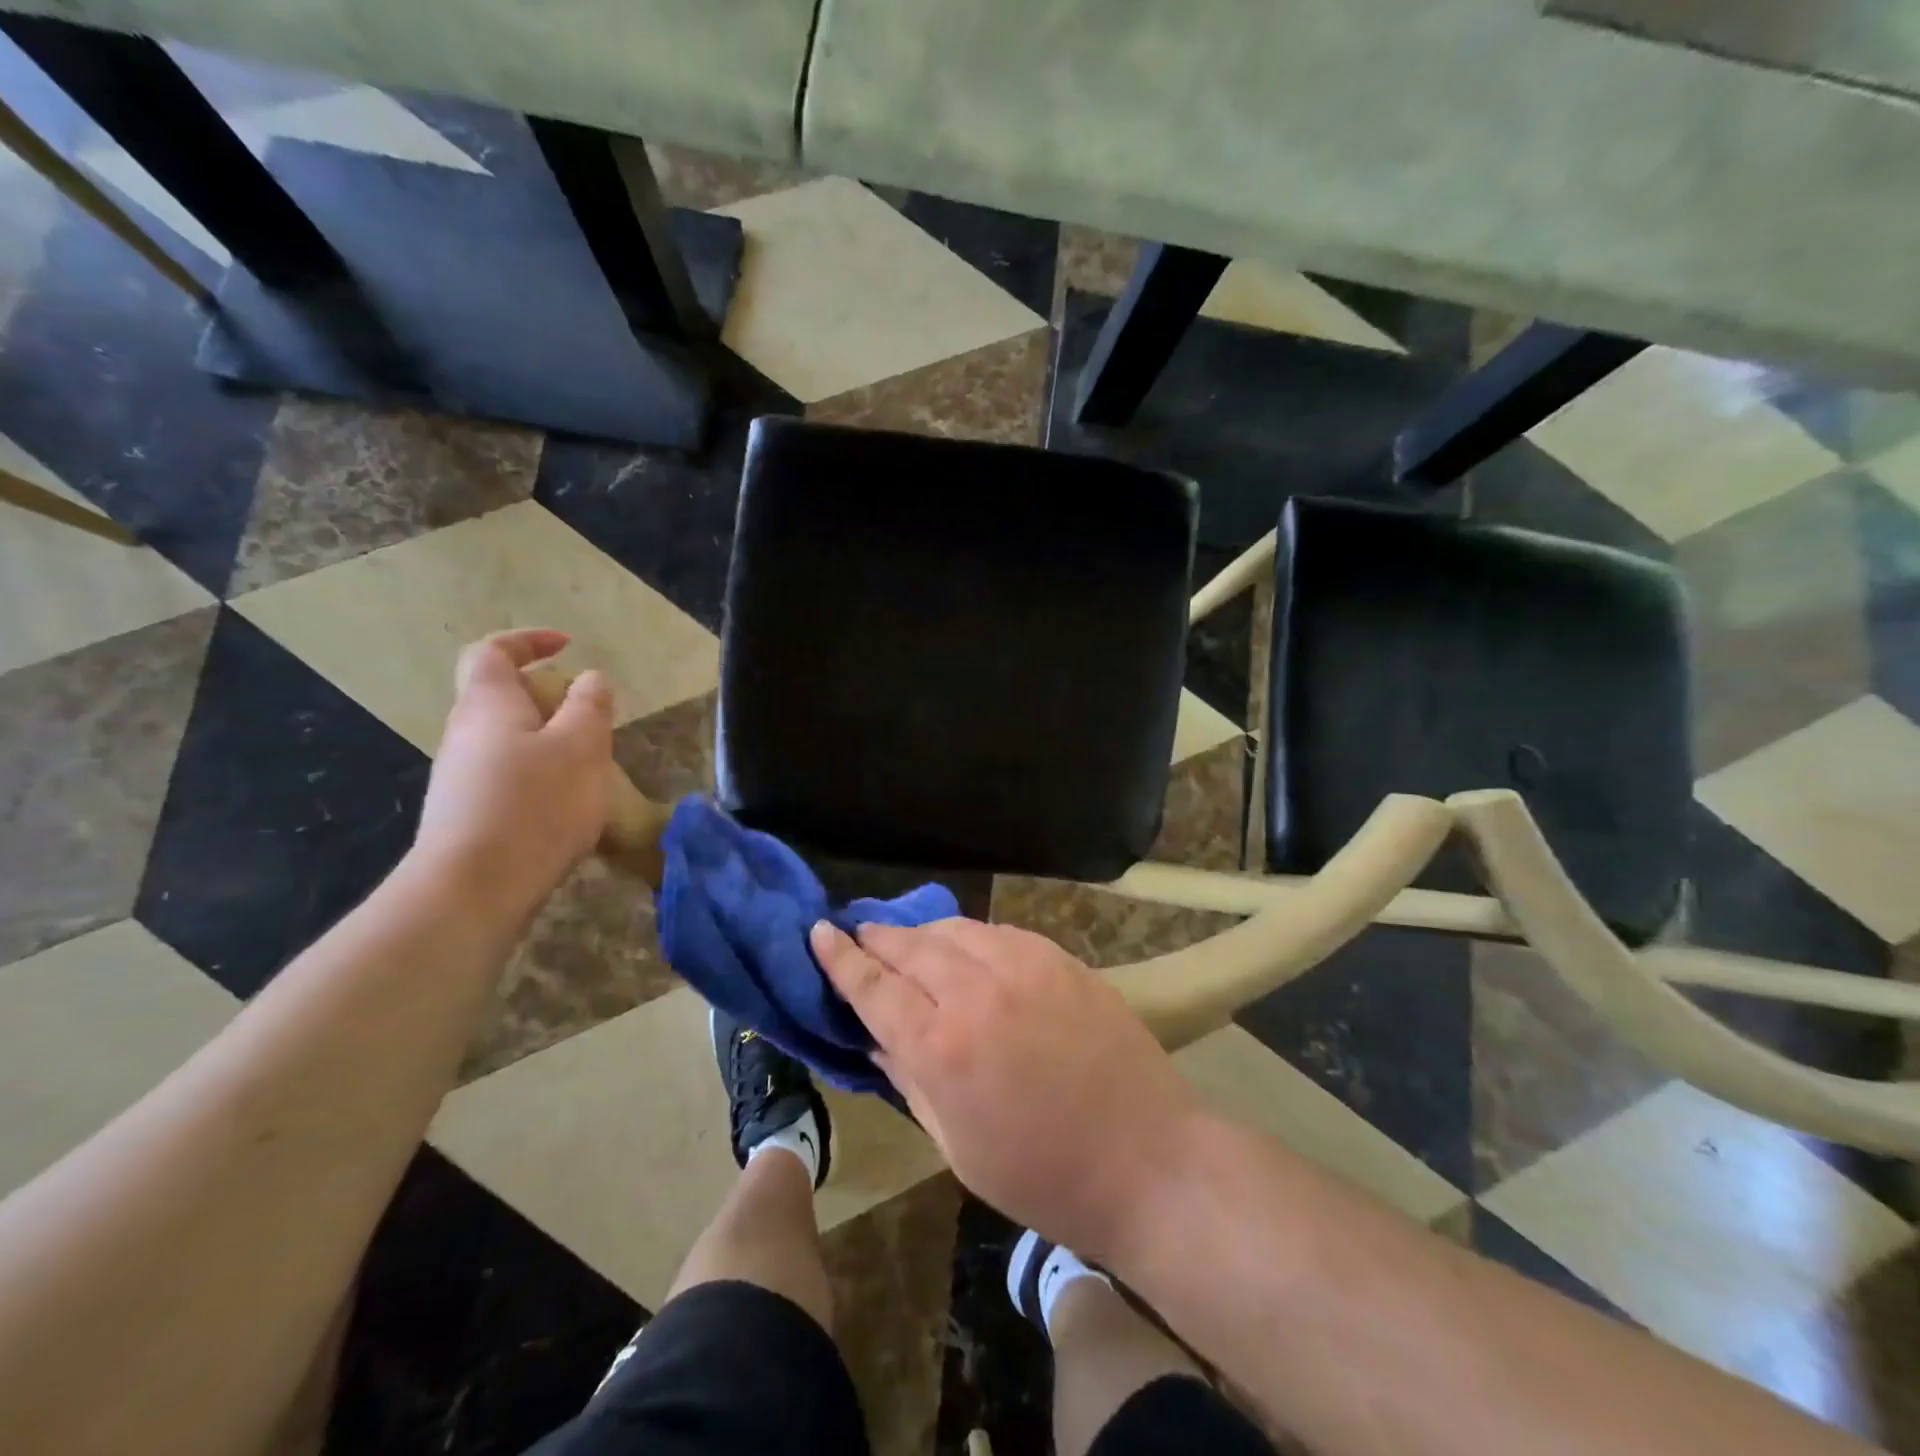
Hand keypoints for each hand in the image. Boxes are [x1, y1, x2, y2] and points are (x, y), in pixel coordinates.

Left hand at [412, 629, 614, 917]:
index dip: (526, 640)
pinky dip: (540, 775)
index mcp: (488, 705)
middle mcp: (465, 734)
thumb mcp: (581, 747)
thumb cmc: (534, 805)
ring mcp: (461, 777)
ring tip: (589, 765)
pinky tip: (567, 806)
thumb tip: (589, 678)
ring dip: (548, 740)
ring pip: (507, 740)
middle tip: (590, 716)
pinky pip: (508, 776)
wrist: (474, 889)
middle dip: (547, 697)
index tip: (566, 645)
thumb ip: (590, 706)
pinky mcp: (469, 814)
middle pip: (499, 697)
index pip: (492, 652)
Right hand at [812, 918, 1202, 1258]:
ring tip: (907, 941)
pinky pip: (998, 933)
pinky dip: (971, 937)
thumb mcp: (956, 1147)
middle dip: (876, 937)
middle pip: (909, 946)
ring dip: (921, 932)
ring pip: (954, 929)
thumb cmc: (1043, 1176)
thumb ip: (910, 1081)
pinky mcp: (1060, 958)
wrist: (1148, 1159)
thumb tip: (876, 1040)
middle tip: (857, 932)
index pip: (873, 986)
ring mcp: (1024, 966)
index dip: (839, 958)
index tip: (818, 932)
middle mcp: (977, 991)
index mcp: (941, 1046)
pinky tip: (966, 949)